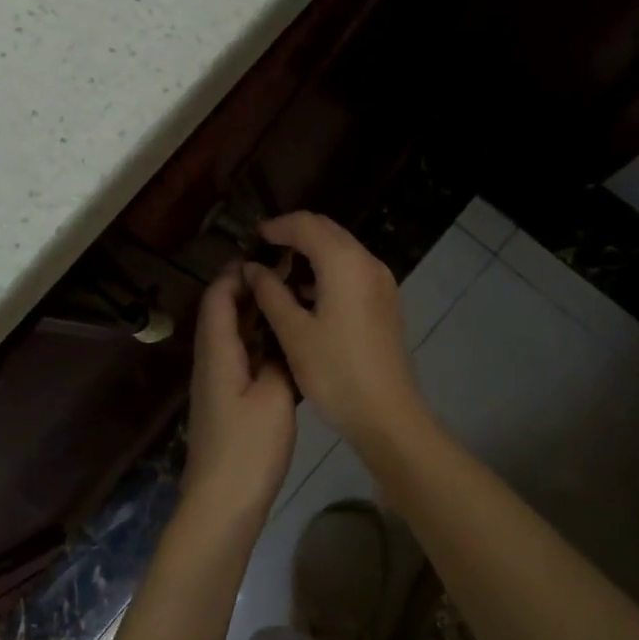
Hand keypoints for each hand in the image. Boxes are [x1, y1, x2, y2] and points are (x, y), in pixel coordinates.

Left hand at [183, 265, 295, 529]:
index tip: (268, 257)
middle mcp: (210, 360)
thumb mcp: (275, 398)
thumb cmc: (248, 449)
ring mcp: (216, 382)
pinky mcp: (225, 401)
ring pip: (230, 335)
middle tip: (286, 275)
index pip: (218, 297)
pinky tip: (284, 346)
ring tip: (289, 302)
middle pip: (221, 313)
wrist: (221, 505)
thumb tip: (284, 338)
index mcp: (218, 352)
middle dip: (247, 290)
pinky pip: (238, 356)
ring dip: (253, 316)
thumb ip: (280, 360)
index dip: (237, 273)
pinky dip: (256, 342)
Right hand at [244, 212, 431, 452]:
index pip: (306, 225)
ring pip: (341, 249)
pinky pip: (351, 269)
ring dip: (310, 252)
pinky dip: (326, 270)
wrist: (387, 414)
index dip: (276, 227)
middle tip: (262, 251)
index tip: (251, 238)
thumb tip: (252, 268)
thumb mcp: (294, 333)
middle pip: (326, 230)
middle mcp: (367, 262)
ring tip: (278, 273)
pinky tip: (305, 295)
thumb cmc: (336, 372)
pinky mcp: (384, 300)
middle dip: (294, 234)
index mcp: (344, 263)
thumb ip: (270, 293)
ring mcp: (381, 281)